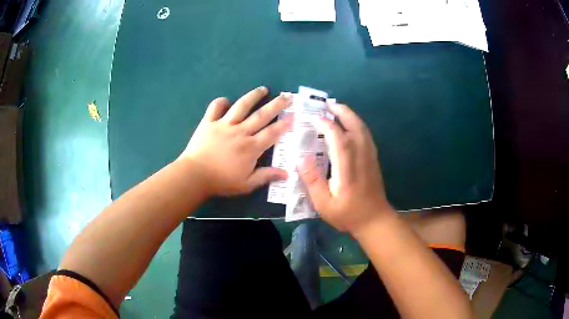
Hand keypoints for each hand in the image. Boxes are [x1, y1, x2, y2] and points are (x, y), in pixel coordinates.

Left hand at [180, 86, 292, 195]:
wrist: (194, 176)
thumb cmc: (221, 181)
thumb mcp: (247, 184)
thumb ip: (266, 176)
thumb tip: (287, 174)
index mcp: (251, 147)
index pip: (272, 133)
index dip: (284, 124)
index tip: (294, 115)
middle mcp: (240, 131)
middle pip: (261, 115)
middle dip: (276, 104)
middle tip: (286, 95)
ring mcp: (224, 124)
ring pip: (241, 106)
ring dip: (253, 96)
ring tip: (262, 89)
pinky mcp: (209, 122)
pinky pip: (215, 108)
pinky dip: (220, 102)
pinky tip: (225, 101)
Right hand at [298, 104, 394, 233]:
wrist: (374, 220)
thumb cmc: (347, 214)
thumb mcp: (324, 204)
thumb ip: (312, 180)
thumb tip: (301, 158)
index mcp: (347, 167)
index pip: (338, 137)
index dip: (326, 124)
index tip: (313, 118)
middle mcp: (361, 156)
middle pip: (354, 126)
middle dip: (342, 112)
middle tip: (327, 104)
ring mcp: (370, 156)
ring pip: (362, 128)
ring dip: (350, 115)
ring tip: (337, 109)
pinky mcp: (373, 159)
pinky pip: (366, 135)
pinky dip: (357, 124)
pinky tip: (350, 124)